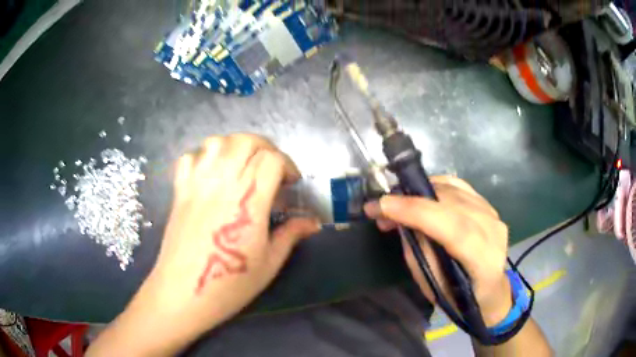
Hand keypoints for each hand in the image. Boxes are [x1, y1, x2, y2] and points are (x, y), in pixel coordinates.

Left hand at [121, 134, 319, 353]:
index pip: (272, 159)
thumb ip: (291, 235)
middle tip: (270, 169)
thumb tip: (313, 222)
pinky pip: (189, 158)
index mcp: (249, 201)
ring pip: (217, 142)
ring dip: (235, 147)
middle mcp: (222, 184)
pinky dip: (202, 157)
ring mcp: (197, 184)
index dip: (287, 164)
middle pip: (246, 141)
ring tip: (242, 166)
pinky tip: (210, 174)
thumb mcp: (269, 263)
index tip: (290, 183)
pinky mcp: (179, 191)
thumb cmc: (230, 284)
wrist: (184, 293)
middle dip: (265, 148)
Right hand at [364, 176, 511, 325]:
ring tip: (397, 204)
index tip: (382, 206)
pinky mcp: (488, 205)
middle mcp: (493, 232)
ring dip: (419, 194)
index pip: (454, 228)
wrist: (489, 289)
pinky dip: (436, 187)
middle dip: (411, 201)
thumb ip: (419, 251)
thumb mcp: (432, 285)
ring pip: (453, 191)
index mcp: (484, 261)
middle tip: (381, 208)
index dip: (417, 213)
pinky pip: (459, 186)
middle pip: (452, 204)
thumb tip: (400, 220)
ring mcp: (493, 214)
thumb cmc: (459, 296)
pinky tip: (421, 196)